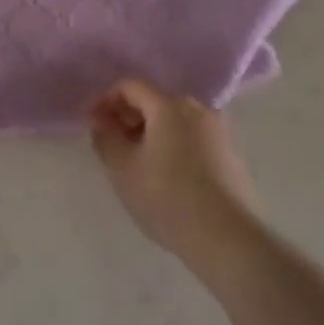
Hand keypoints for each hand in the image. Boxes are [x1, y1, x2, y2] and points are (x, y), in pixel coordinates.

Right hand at [89, 80, 259, 268]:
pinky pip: (191, 136)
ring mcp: (218, 130)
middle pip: (154, 100)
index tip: (93, 125)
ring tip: (137, 162)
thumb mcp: (123, 169)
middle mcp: (197, 108)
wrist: (228, 238)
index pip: (130, 86)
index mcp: (169, 105)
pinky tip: (165, 174)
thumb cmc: (168, 198)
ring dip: (150, 132)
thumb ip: (106, 138)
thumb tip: (102, 121)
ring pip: (174, 120)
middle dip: (128, 117)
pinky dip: (172, 144)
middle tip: (112, 145)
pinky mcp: (230, 153)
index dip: (106, 100)